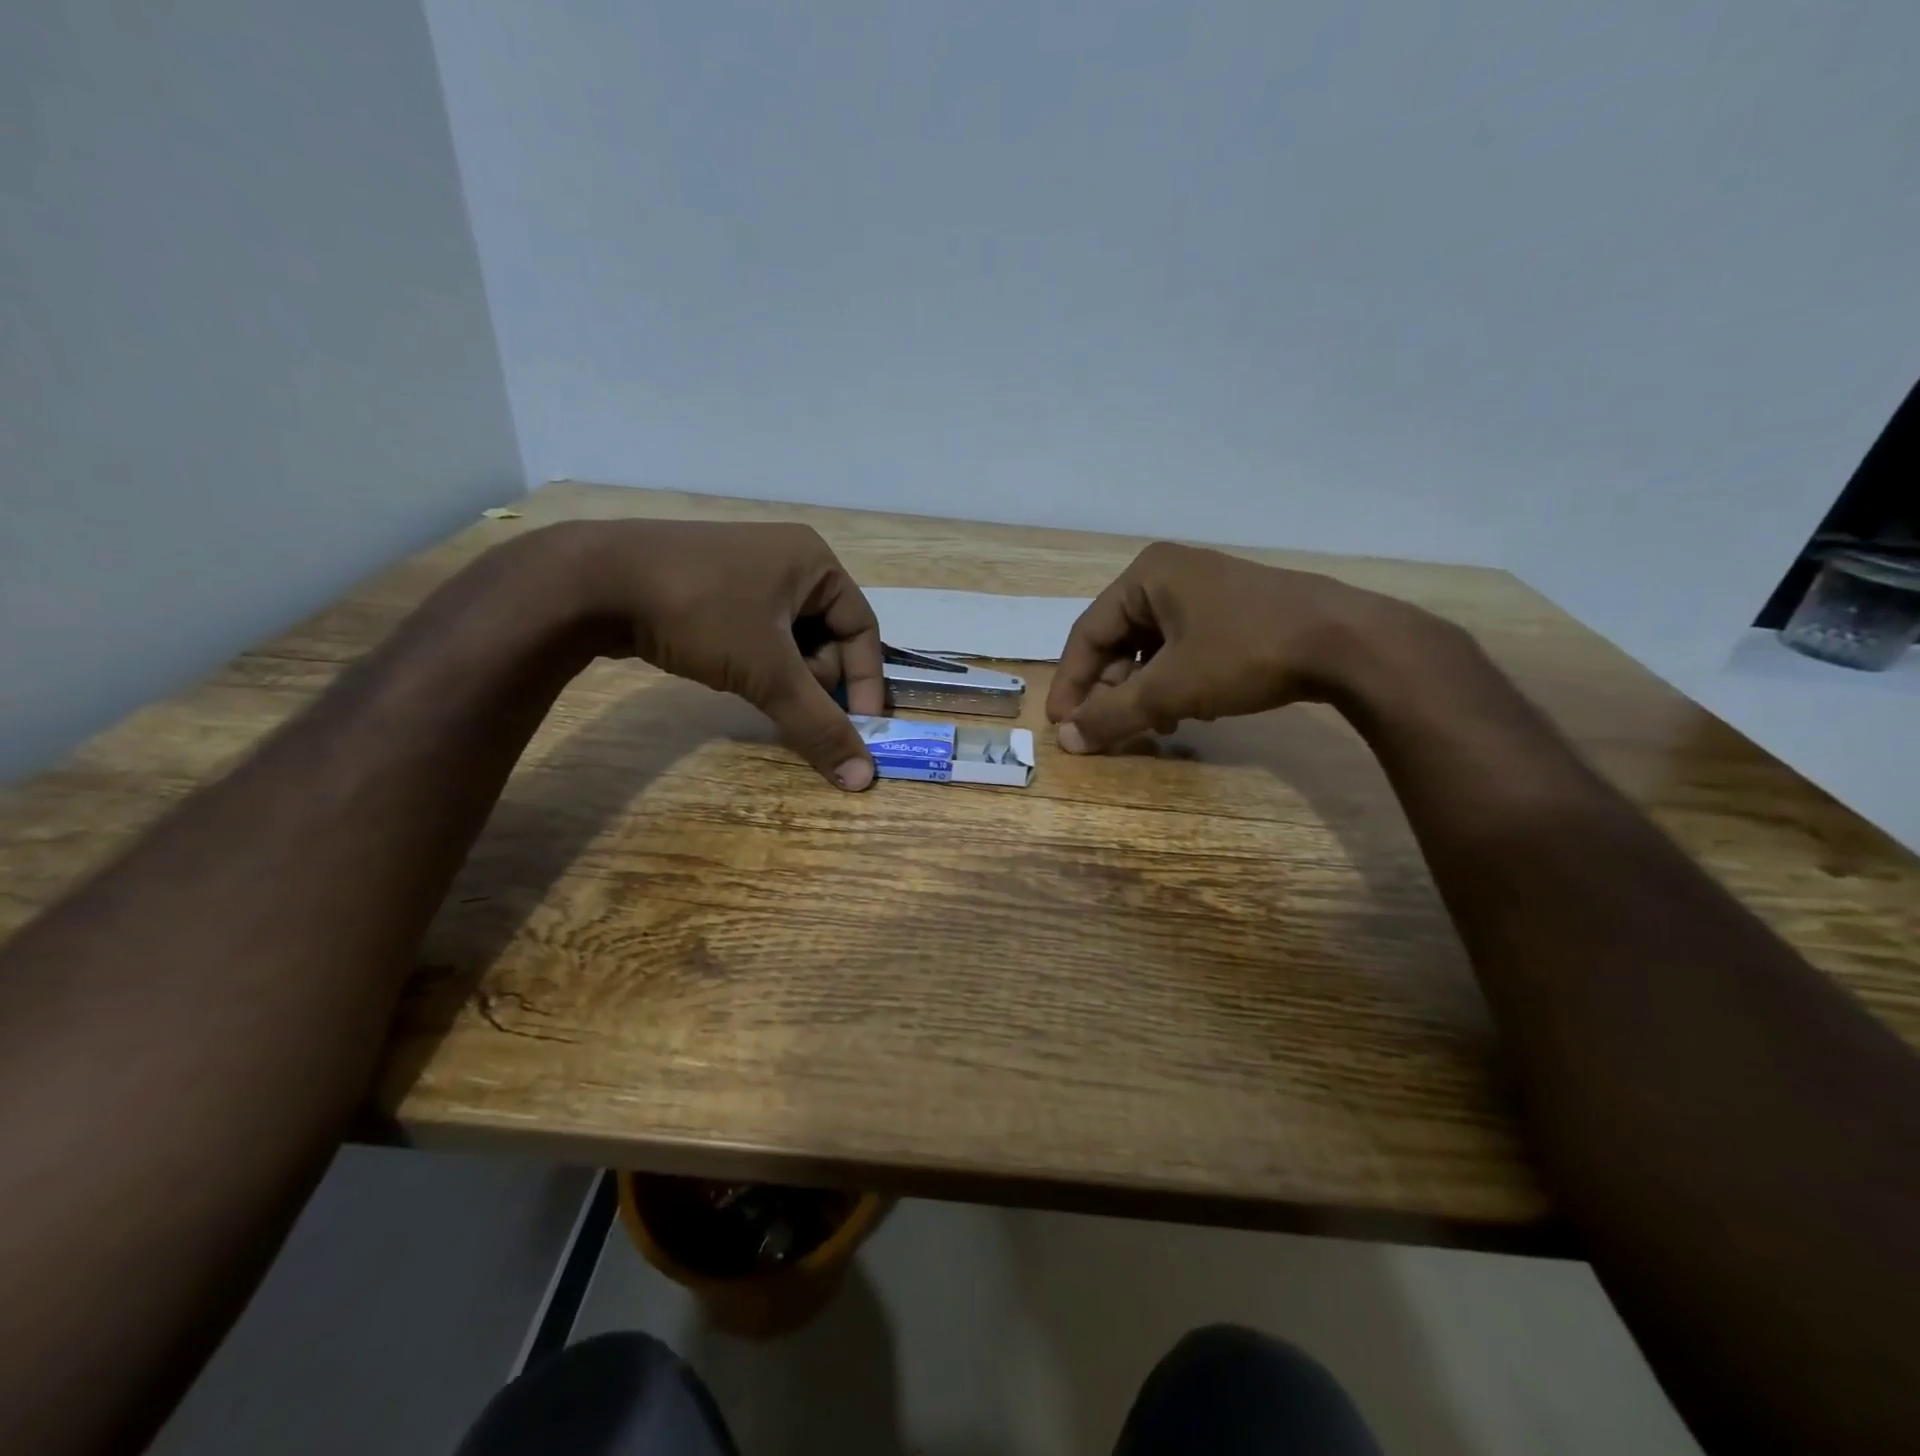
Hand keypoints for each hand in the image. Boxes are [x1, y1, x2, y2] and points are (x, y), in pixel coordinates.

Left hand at [568, 520, 885, 788]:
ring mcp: (746, 570)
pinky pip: (757, 634)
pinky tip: (731, 674)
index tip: (859, 729)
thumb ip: (818, 724)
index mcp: (815, 562)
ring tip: (754, 688)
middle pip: (827, 636)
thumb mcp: (768, 672)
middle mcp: (787, 559)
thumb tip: (863, 779)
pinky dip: (755, 662)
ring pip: (790, 639)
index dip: (867, 682)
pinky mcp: (712, 587)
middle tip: (787, 702)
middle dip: (814, 679)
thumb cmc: (700, 612)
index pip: (863, 629)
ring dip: (783, 674)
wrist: (591, 582)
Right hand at [1046, 541, 1435, 751]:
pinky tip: (1188, 710)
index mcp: (1145, 575)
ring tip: (1153, 725)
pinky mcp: (1233, 611)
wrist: (1348, 643)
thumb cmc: (1246, 653)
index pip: (1087, 633)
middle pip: (1118, 640)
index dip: (1071, 683)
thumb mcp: (1171, 688)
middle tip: (1111, 729)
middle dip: (1113, 689)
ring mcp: (1205, 590)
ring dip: (1144, 691)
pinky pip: (1182, 648)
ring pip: (1151, 648)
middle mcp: (1170, 574)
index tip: (1061, 726)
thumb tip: (1065, 742)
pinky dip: (1175, 681)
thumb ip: (1113, 714)